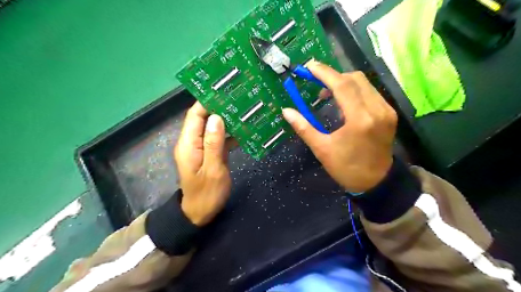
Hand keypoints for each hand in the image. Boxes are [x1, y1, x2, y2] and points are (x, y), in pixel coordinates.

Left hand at [175, 101, 231, 225]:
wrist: (200, 214)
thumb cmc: (206, 194)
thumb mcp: (213, 170)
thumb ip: (213, 143)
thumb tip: (216, 117)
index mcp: (188, 144)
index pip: (195, 115)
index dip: (207, 101)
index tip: (224, 91)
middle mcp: (192, 142)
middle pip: (204, 118)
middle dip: (219, 108)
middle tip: (239, 98)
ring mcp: (200, 148)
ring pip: (212, 127)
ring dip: (226, 120)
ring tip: (244, 110)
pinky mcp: (208, 153)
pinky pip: (217, 138)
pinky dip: (229, 133)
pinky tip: (243, 130)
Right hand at [283, 61, 396, 192]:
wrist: (376, 182)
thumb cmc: (346, 168)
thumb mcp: (322, 149)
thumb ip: (304, 127)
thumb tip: (286, 111)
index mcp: (360, 119)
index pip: (342, 85)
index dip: (324, 73)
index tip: (309, 67)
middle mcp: (377, 109)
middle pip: (355, 79)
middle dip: (333, 76)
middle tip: (315, 83)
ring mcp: (386, 110)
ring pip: (364, 84)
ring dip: (343, 83)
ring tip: (326, 95)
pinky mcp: (389, 113)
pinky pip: (370, 93)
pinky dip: (354, 91)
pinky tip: (343, 102)